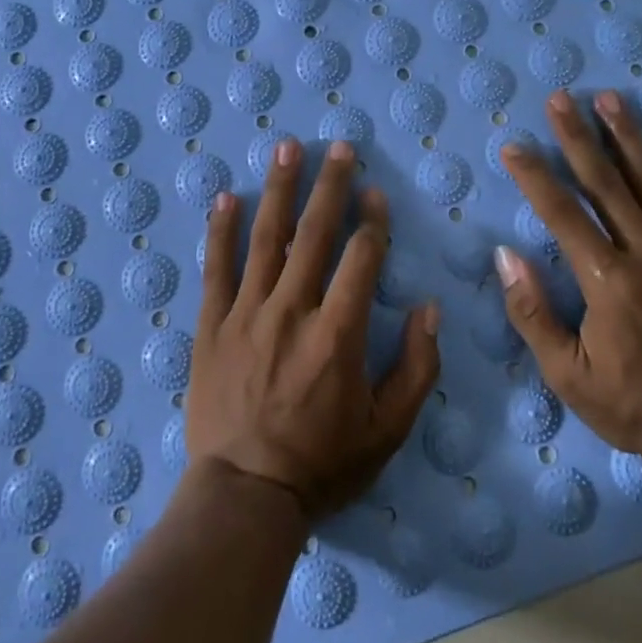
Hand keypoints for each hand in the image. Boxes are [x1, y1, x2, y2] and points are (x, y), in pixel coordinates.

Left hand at [188, 138, 441, 516]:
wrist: (244, 495)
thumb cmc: (322, 464)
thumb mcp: (388, 430)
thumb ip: (416, 368)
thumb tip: (429, 309)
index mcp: (338, 332)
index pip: (360, 259)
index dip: (372, 221)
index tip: (375, 193)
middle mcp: (292, 309)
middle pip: (314, 234)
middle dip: (330, 185)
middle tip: (339, 147)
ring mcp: (247, 313)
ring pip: (265, 238)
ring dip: (279, 189)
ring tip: (288, 148)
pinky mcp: (212, 325)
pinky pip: (216, 268)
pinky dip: (220, 230)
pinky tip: (226, 197)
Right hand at [496, 89, 641, 470]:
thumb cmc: (637, 406)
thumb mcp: (569, 376)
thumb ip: (533, 314)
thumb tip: (505, 256)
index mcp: (608, 281)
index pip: (562, 213)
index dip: (535, 176)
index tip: (514, 146)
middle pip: (606, 183)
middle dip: (577, 136)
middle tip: (560, 97)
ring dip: (628, 137)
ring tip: (609, 98)